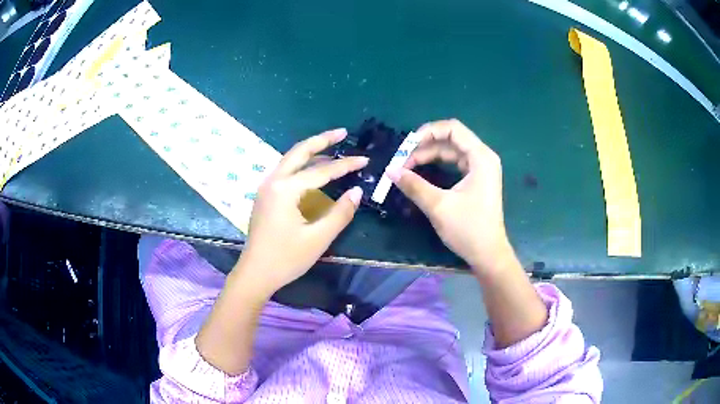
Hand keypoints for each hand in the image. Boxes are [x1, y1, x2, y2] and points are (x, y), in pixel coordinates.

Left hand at [236, 128, 366, 296]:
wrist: (255, 273)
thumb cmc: (286, 258)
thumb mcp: (318, 238)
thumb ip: (340, 213)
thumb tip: (357, 191)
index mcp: (285, 189)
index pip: (321, 171)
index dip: (345, 165)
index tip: (365, 159)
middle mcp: (273, 181)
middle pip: (299, 152)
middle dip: (322, 140)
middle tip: (342, 132)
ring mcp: (266, 188)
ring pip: (290, 160)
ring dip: (310, 152)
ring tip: (332, 148)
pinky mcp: (264, 197)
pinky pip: (285, 172)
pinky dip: (301, 165)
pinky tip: (312, 171)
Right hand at [386, 119, 510, 274]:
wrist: (488, 255)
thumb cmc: (468, 229)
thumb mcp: (438, 206)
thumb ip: (414, 185)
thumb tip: (390, 170)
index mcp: (480, 157)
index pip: (452, 129)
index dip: (427, 132)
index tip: (406, 146)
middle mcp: (483, 157)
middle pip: (450, 139)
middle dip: (424, 146)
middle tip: (402, 161)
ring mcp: (481, 169)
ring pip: (451, 152)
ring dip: (429, 156)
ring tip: (407, 167)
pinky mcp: (477, 180)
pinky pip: (455, 163)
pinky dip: (438, 165)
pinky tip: (422, 172)